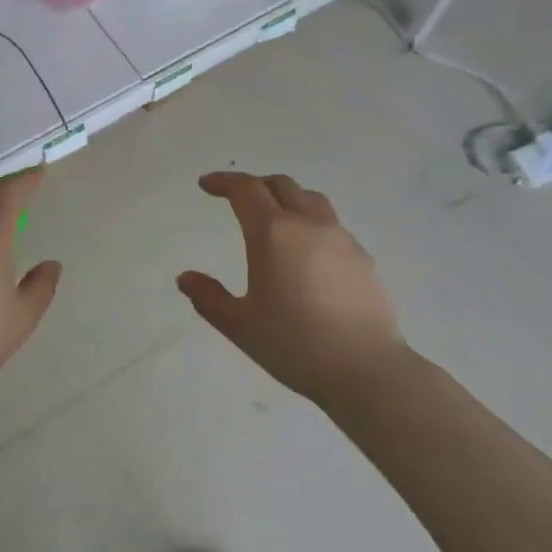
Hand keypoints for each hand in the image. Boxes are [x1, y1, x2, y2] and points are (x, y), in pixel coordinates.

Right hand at [177, 172, 404, 408]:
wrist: (366, 369)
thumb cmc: (294, 344)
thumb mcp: (239, 325)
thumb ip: (208, 297)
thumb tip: (185, 278)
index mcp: (272, 233)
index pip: (245, 189)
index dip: (223, 182)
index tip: (206, 185)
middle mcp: (308, 224)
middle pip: (281, 185)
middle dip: (255, 185)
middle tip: (237, 199)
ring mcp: (341, 238)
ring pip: (311, 199)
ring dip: (287, 198)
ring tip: (275, 218)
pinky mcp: (363, 257)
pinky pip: (332, 225)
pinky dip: (311, 223)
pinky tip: (307, 254)